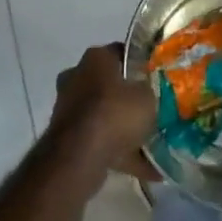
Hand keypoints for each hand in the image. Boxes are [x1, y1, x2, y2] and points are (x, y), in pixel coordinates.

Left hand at [51, 44, 158, 179]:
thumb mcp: (148, 95)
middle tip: (152, 108)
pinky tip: (145, 168)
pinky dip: (118, 151)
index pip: (121, 52)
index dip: (140, 63)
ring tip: (151, 142)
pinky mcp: (65, 137)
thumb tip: (149, 90)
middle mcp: (77, 77)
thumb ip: (150, 89)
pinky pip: (99, 140)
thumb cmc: (116, 113)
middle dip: (128, 97)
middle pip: (109, 84)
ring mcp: (68, 108)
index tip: (156, 76)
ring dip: (122, 127)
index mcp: (95, 58)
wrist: (80, 156)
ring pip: (103, 114)